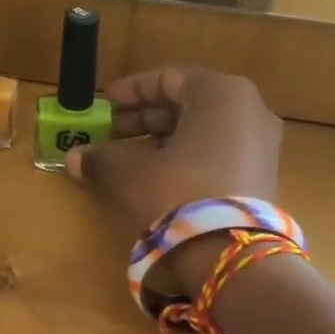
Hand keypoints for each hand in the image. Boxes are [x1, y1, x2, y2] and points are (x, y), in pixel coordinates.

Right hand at [68, 67, 283, 290]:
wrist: (231, 255)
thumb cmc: (179, 193)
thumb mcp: (131, 173)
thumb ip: (102, 158)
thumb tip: (73, 158)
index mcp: (222, 93)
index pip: (169, 78)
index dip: (132, 91)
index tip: (105, 105)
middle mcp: (250, 111)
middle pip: (187, 105)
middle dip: (144, 119)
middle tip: (110, 134)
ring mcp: (261, 146)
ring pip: (201, 132)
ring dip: (161, 142)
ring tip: (125, 160)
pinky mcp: (261, 177)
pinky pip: (216, 154)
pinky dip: (185, 159)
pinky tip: (155, 179)